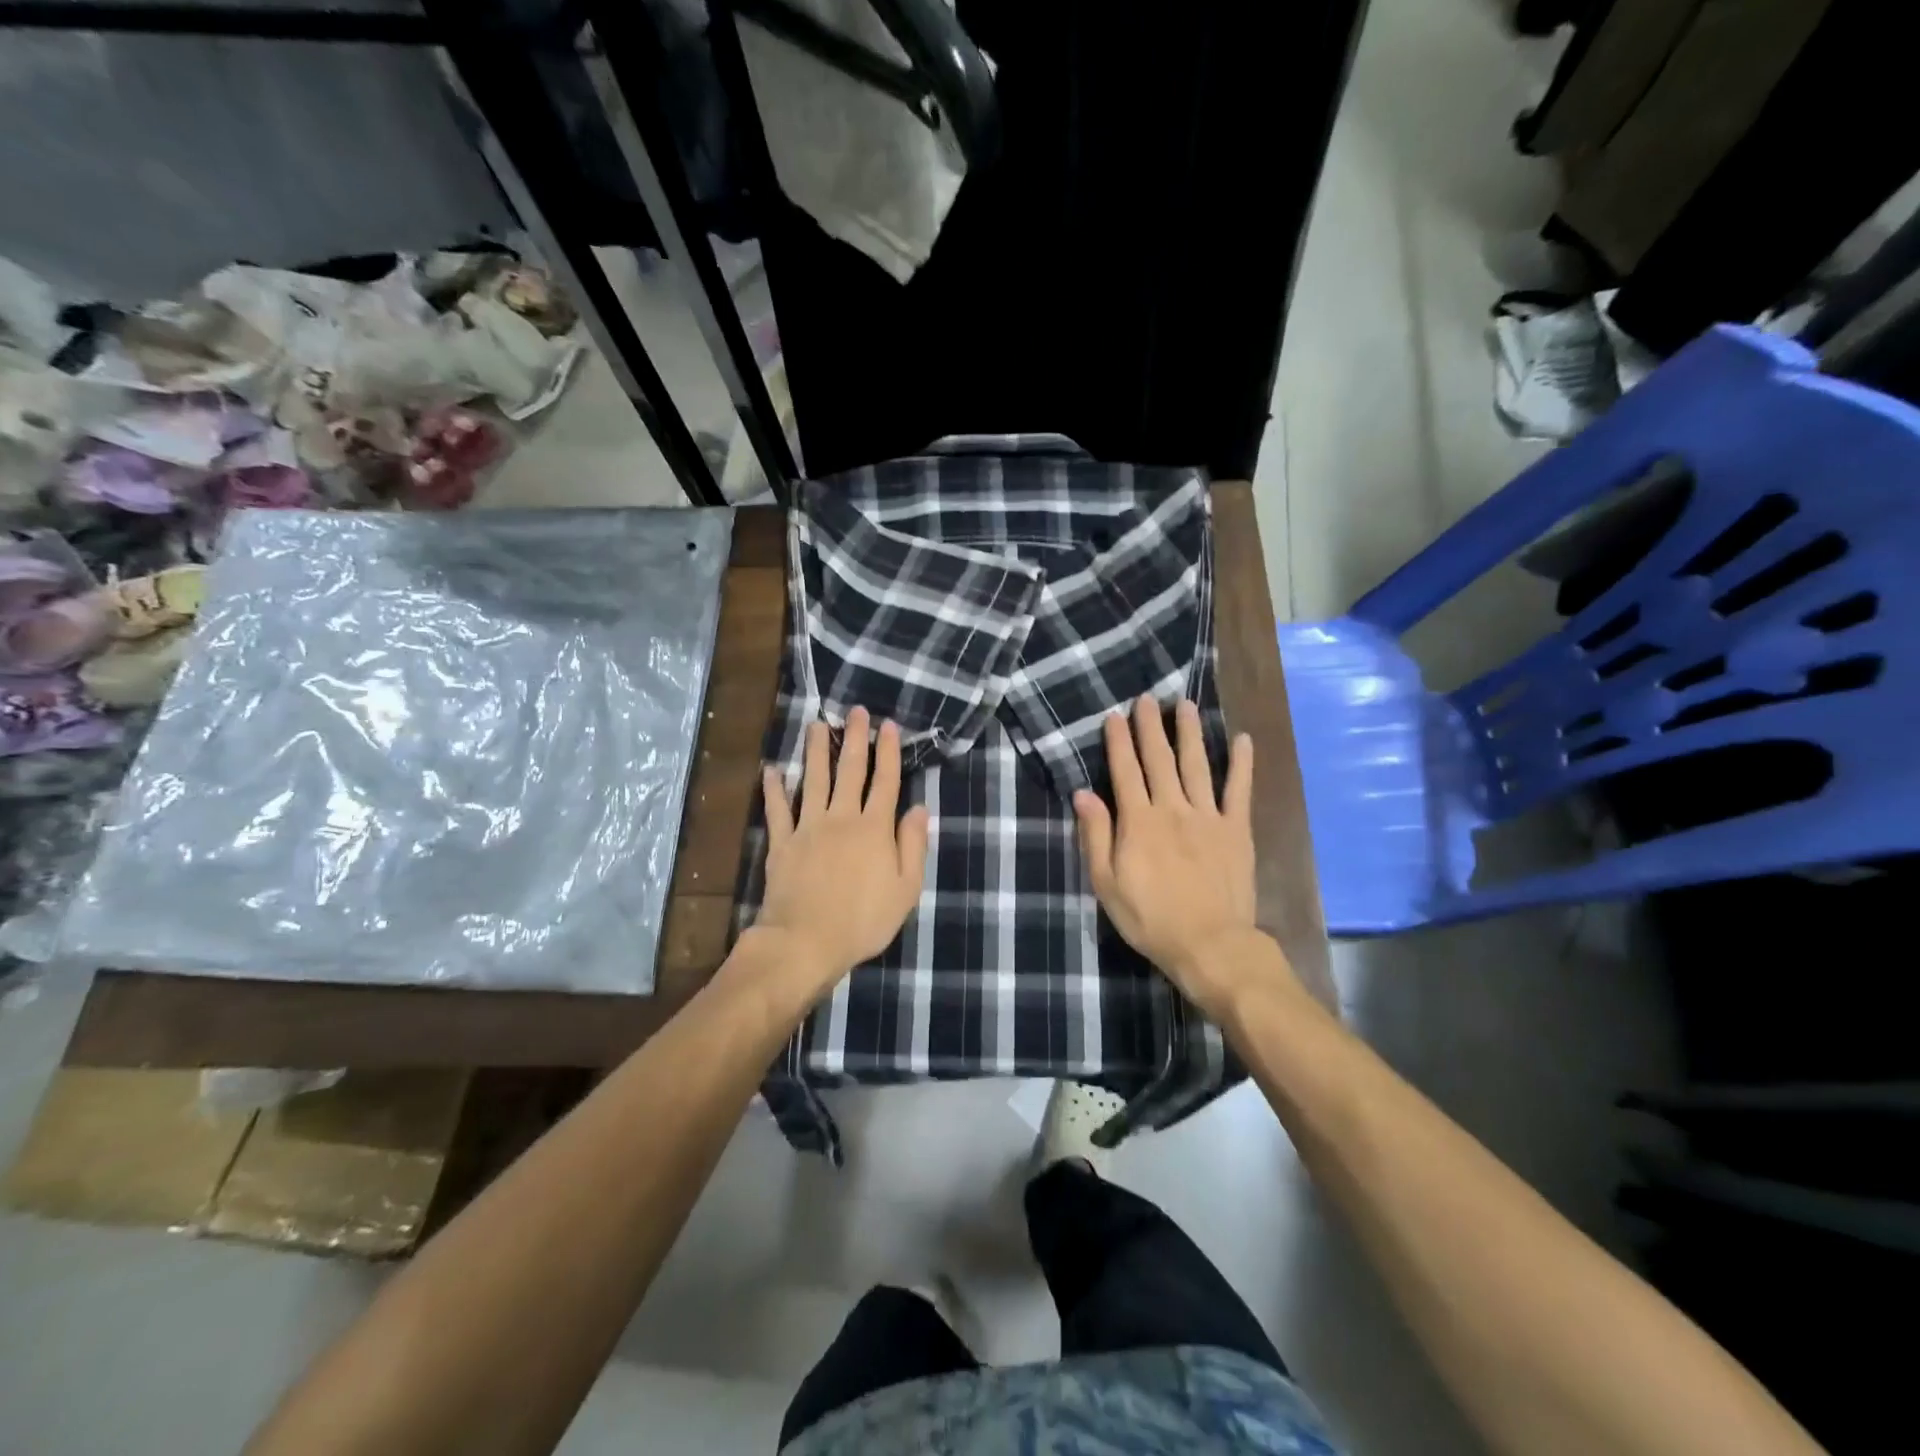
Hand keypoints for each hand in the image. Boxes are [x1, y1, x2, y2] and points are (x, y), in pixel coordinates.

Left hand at [753, 706, 930, 1000]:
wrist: (806, 941)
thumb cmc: (864, 920)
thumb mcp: (905, 889)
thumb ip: (913, 845)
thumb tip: (920, 808)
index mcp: (874, 828)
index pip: (885, 781)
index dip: (888, 752)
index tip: (888, 725)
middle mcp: (842, 818)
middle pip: (850, 771)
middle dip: (854, 739)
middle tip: (854, 711)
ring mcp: (808, 828)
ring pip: (813, 780)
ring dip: (815, 751)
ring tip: (816, 725)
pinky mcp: (782, 843)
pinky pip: (777, 810)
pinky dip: (774, 789)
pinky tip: (771, 770)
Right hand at [1073, 696, 1283, 1017]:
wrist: (1209, 944)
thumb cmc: (1150, 918)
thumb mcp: (1107, 884)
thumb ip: (1096, 836)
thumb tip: (1083, 794)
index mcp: (1138, 822)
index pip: (1125, 772)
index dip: (1119, 742)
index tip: (1115, 716)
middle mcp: (1172, 809)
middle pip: (1159, 760)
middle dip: (1150, 727)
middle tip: (1146, 698)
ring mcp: (1208, 817)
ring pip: (1196, 765)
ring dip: (1189, 733)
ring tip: (1186, 705)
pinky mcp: (1236, 830)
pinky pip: (1239, 790)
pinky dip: (1242, 764)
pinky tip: (1242, 739)